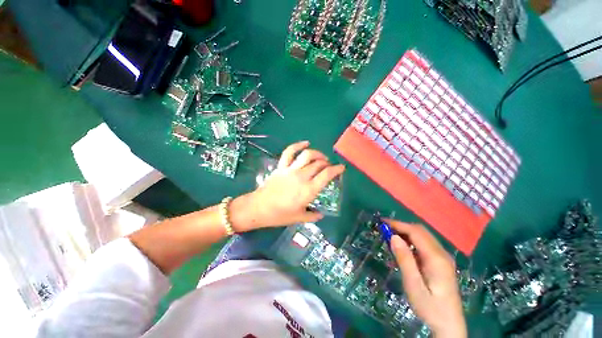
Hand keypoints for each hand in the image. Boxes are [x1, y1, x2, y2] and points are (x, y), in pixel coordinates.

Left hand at [230, 141, 344, 230]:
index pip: (327, 175)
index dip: (337, 169)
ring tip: (321, 157)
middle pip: (319, 164)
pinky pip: (289, 152)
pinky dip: (298, 145)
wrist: (259, 208)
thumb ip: (313, 216)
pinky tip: (305, 143)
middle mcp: (302, 177)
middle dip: (327, 163)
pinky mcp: (281, 166)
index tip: (341, 168)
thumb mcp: (299, 218)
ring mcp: (291, 170)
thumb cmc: (280, 215)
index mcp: (309, 190)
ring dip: (317, 153)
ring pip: (307, 155)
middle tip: (329, 167)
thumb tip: (321, 214)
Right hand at [387, 220, 466, 337]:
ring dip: (406, 232)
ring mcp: (443, 258)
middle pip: (420, 231)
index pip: (416, 232)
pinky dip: (411, 240)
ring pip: (423, 236)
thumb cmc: (430, 308)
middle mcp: (442, 253)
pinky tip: (402, 247)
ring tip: (389, 236)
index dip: (398, 225)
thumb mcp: (413, 286)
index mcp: (436, 258)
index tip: (382, 223)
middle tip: (384, 229)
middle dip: (401, 226)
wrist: (450, 326)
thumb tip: (393, 237)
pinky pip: (424, 244)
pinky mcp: (441, 262)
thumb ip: (404, 260)